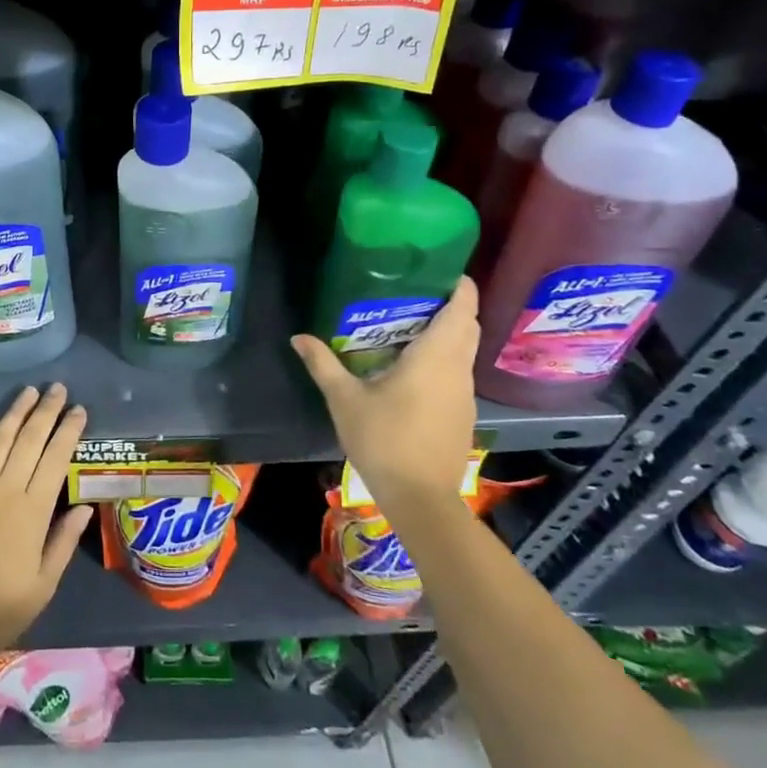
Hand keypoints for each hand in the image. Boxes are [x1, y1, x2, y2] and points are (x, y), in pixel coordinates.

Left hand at [0, 384, 94, 655]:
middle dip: (46, 412)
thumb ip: (64, 541)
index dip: (69, 432)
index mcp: (33, 511)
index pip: (56, 459)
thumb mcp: (43, 584)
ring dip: (14, 414)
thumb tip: (84, 507)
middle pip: (29, 442)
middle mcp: (4, 491)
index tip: (79, 410)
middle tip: (57, 389)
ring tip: (28, 392)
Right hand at [290, 277, 480, 507]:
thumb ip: (323, 364)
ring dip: (447, 332)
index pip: (463, 308)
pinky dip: (444, 357)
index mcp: (436, 357)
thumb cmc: (383, 440)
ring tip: (409, 323)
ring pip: (464, 349)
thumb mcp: (345, 400)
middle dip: (450, 304)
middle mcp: (458, 369)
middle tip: (414, 292)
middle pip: (468, 325)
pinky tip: (412, 366)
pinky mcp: (462, 413)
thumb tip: (298, 337)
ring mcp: (464, 393)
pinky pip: (458, 371)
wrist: (420, 499)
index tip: (438, 267)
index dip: (458, 283)